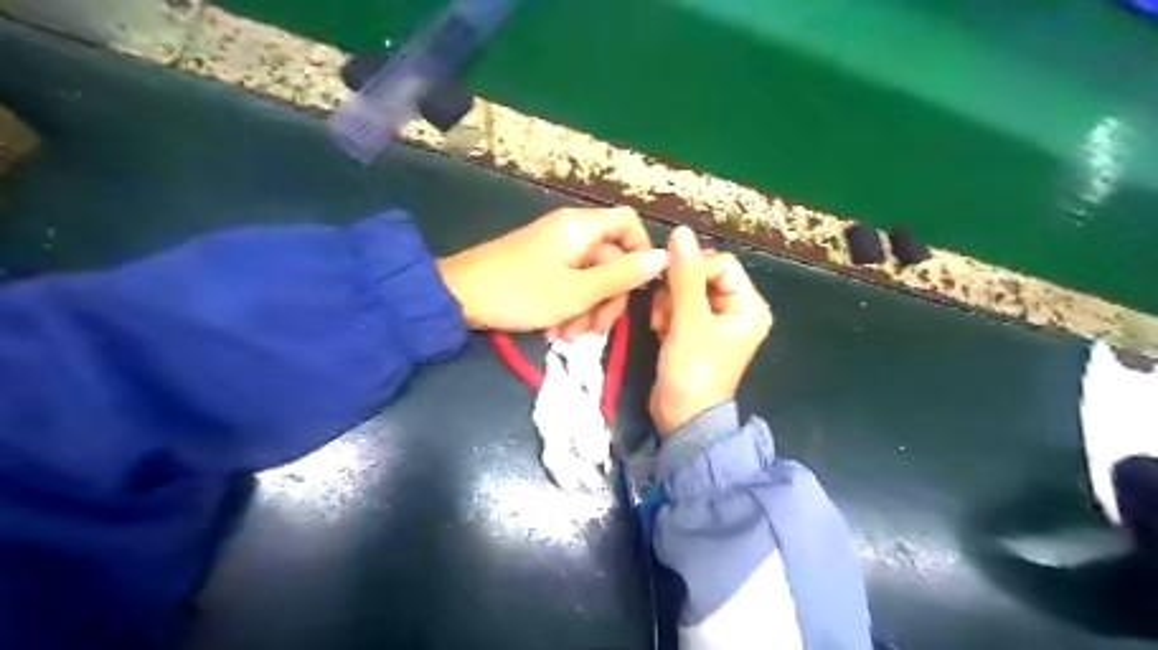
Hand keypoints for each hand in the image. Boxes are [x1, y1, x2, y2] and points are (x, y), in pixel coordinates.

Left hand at [437, 208, 670, 336]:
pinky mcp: (540, 268)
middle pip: (611, 257)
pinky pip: (569, 285)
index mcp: (581, 227)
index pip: (629, 224)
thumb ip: (622, 275)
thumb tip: (664, 257)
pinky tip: (558, 333)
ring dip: (589, 309)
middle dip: (609, 297)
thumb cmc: (521, 292)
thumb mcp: (578, 291)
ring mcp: (554, 251)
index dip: (640, 253)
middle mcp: (571, 232)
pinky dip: (570, 307)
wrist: (457, 298)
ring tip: (571, 337)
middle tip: (597, 331)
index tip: (638, 288)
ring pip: (590, 277)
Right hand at [647, 226, 772, 437]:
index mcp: (749, 306)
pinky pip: (679, 306)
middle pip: (703, 275)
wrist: (681, 418)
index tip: (670, 287)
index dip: (693, 270)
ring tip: (661, 324)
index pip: (721, 264)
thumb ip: (684, 276)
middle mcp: (736, 310)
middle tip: (665, 311)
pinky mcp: (695, 331)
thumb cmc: (693, 371)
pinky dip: (666, 313)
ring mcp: (715, 321)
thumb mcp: (689, 321)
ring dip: (668, 302)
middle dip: (678, 289)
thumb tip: (681, 231)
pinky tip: (659, 329)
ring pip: (686, 289)